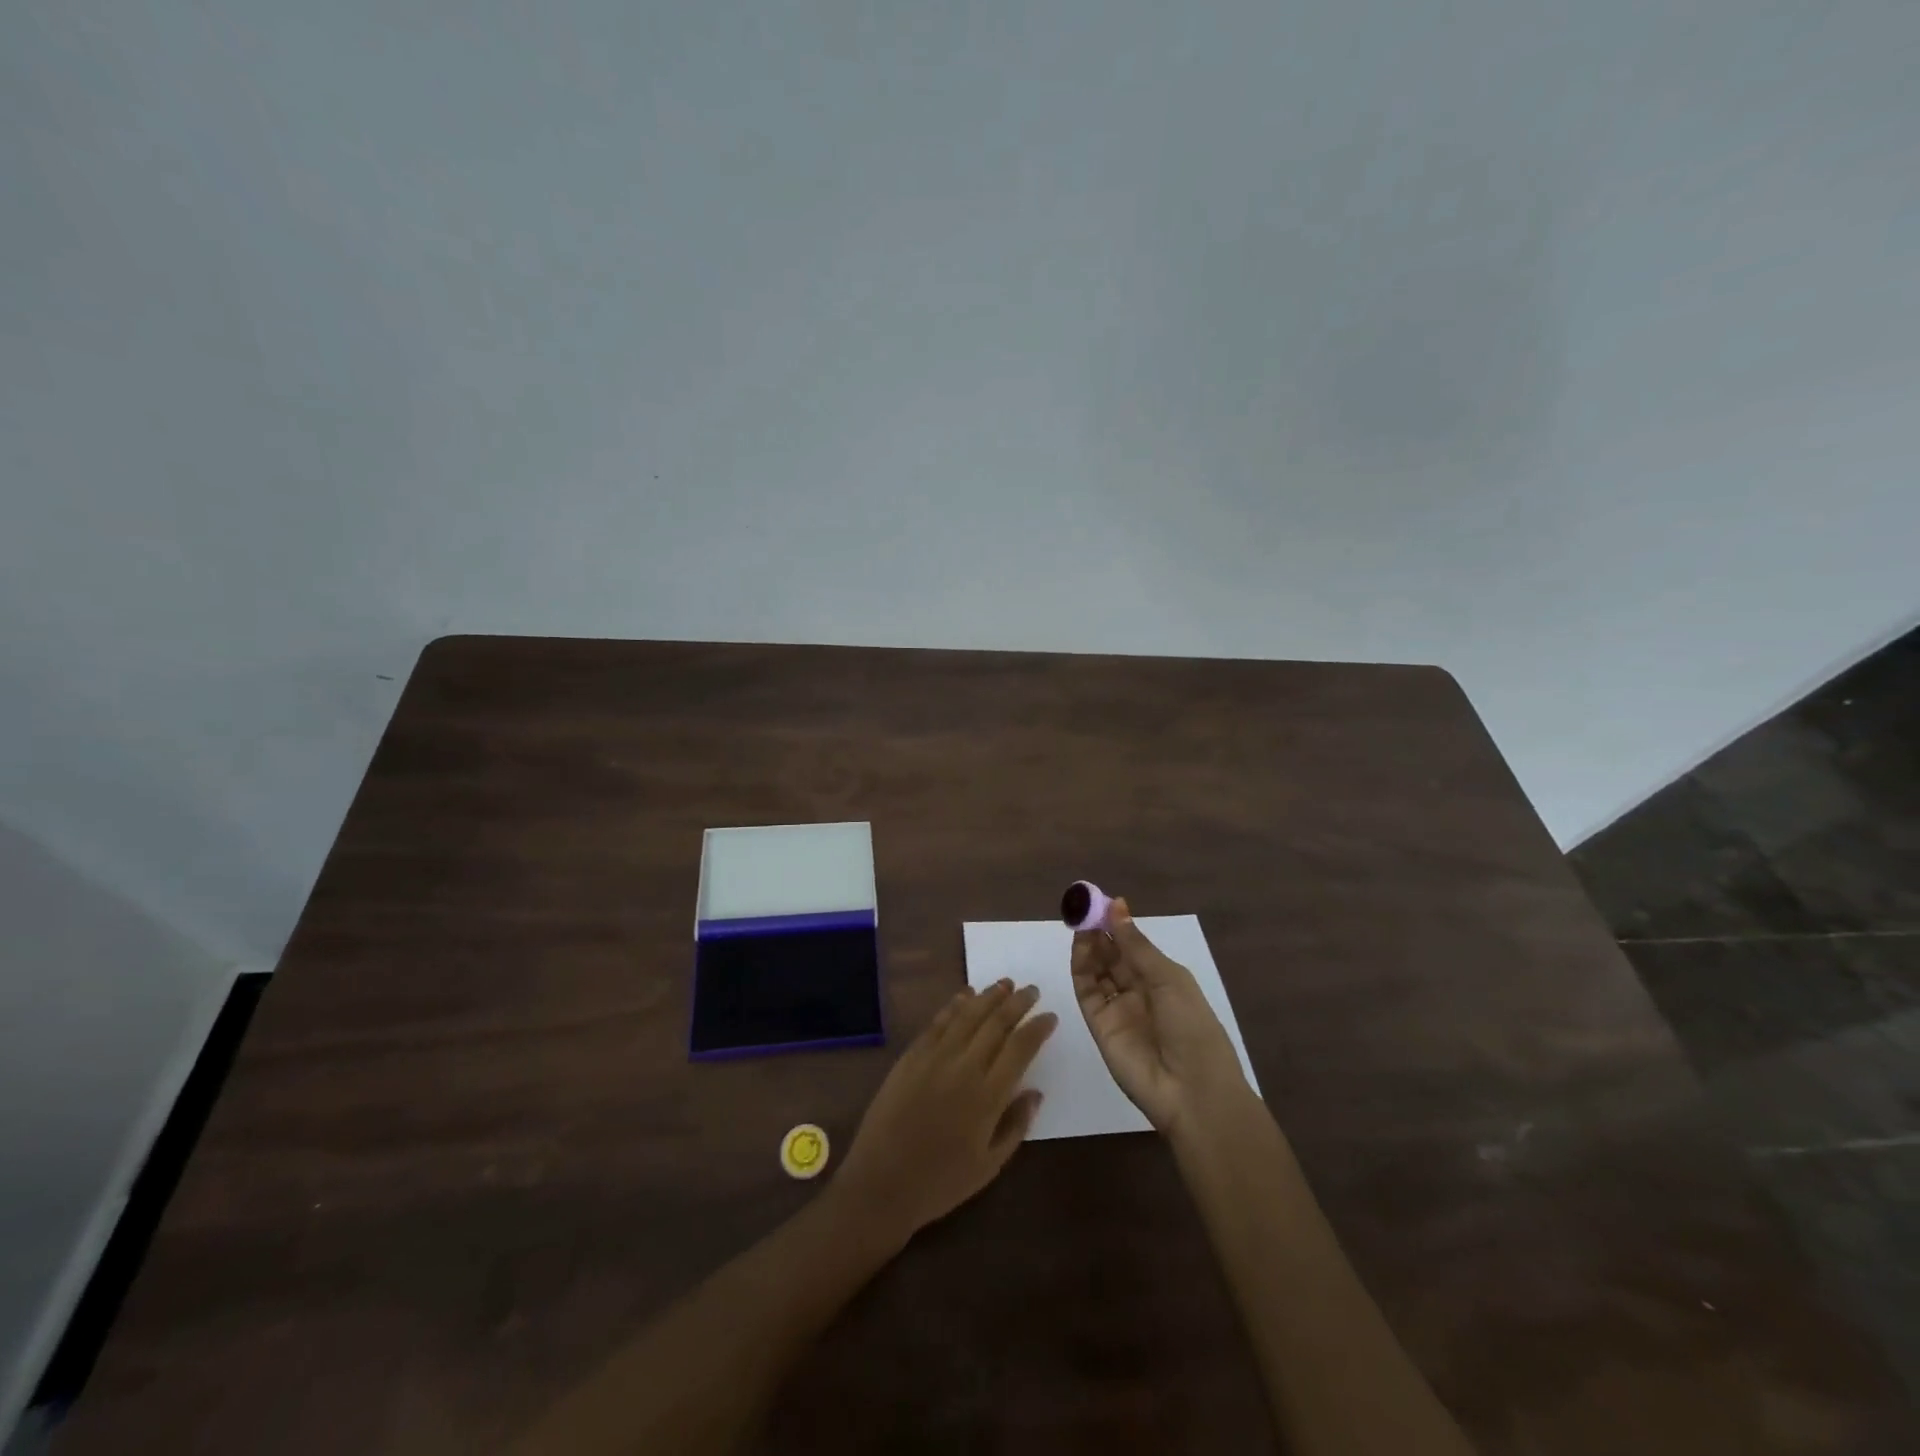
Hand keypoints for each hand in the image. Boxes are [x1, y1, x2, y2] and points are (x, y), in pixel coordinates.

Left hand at [834, 980, 1056, 1247]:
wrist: (881, 1183)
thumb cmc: (940, 1182)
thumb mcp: (989, 1166)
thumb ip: (1016, 1125)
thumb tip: (1035, 1092)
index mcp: (988, 1096)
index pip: (1021, 1048)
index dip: (1038, 1028)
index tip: (1050, 1016)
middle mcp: (964, 1067)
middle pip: (996, 1023)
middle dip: (1018, 1003)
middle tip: (1032, 990)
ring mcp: (935, 1057)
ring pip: (968, 1014)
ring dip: (989, 996)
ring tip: (1005, 983)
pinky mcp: (912, 1056)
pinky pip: (938, 1022)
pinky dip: (955, 1004)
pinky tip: (966, 995)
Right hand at [1072, 897, 1251, 1136]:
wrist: (1192, 1091)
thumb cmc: (1192, 1027)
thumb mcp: (1169, 979)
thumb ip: (1136, 945)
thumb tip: (1117, 905)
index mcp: (1163, 980)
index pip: (1134, 947)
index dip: (1118, 925)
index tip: (1102, 902)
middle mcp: (1139, 992)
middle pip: (1113, 957)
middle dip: (1100, 932)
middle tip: (1084, 908)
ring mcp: (1118, 1009)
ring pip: (1097, 971)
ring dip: (1089, 946)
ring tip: (1081, 922)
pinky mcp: (1099, 1025)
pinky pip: (1087, 992)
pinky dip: (1081, 968)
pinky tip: (1080, 947)